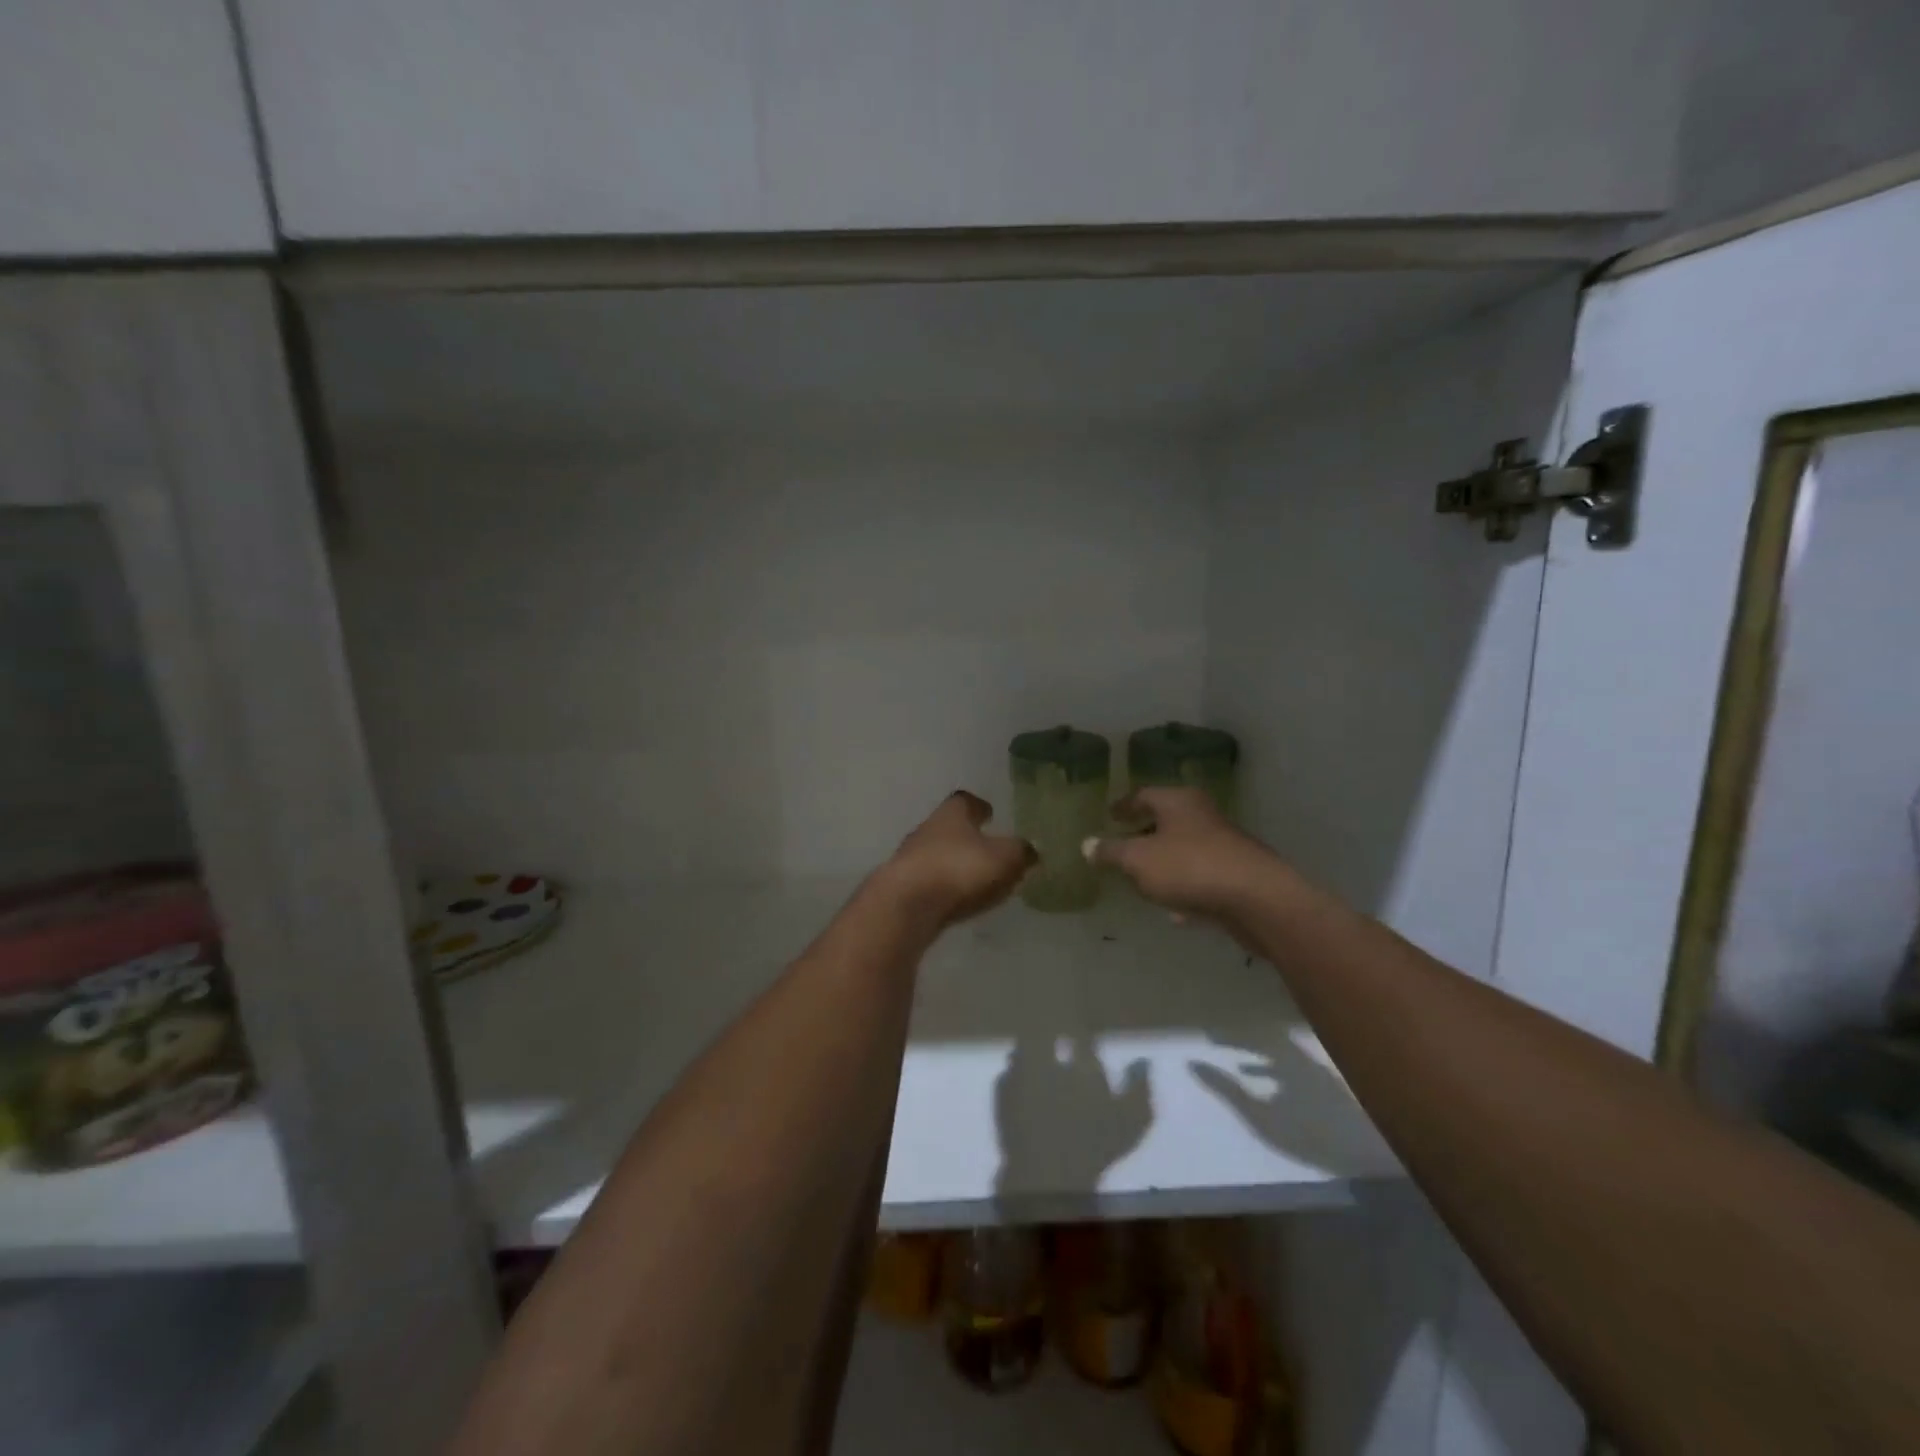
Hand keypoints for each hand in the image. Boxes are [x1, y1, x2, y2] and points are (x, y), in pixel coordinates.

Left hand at [880, 791, 1036, 927]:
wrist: (904, 905)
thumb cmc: (958, 868)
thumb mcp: (1004, 858)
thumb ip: (1020, 852)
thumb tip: (1030, 849)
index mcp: (951, 814)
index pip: (965, 801)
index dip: (979, 806)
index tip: (989, 812)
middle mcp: (927, 830)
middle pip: (949, 828)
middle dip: (967, 836)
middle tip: (988, 847)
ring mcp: (910, 860)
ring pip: (938, 856)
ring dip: (955, 864)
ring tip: (977, 878)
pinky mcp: (903, 890)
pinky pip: (931, 884)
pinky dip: (946, 888)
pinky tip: (959, 900)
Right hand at [1087, 787, 1276, 918]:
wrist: (1257, 899)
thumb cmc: (1189, 867)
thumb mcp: (1137, 860)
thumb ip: (1111, 852)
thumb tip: (1086, 844)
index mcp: (1178, 802)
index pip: (1143, 795)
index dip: (1123, 806)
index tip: (1109, 814)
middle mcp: (1202, 816)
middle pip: (1166, 821)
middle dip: (1144, 834)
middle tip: (1122, 846)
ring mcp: (1223, 846)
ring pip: (1184, 851)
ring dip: (1164, 864)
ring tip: (1142, 881)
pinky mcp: (1236, 875)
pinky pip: (1200, 878)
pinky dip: (1185, 889)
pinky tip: (1175, 912)